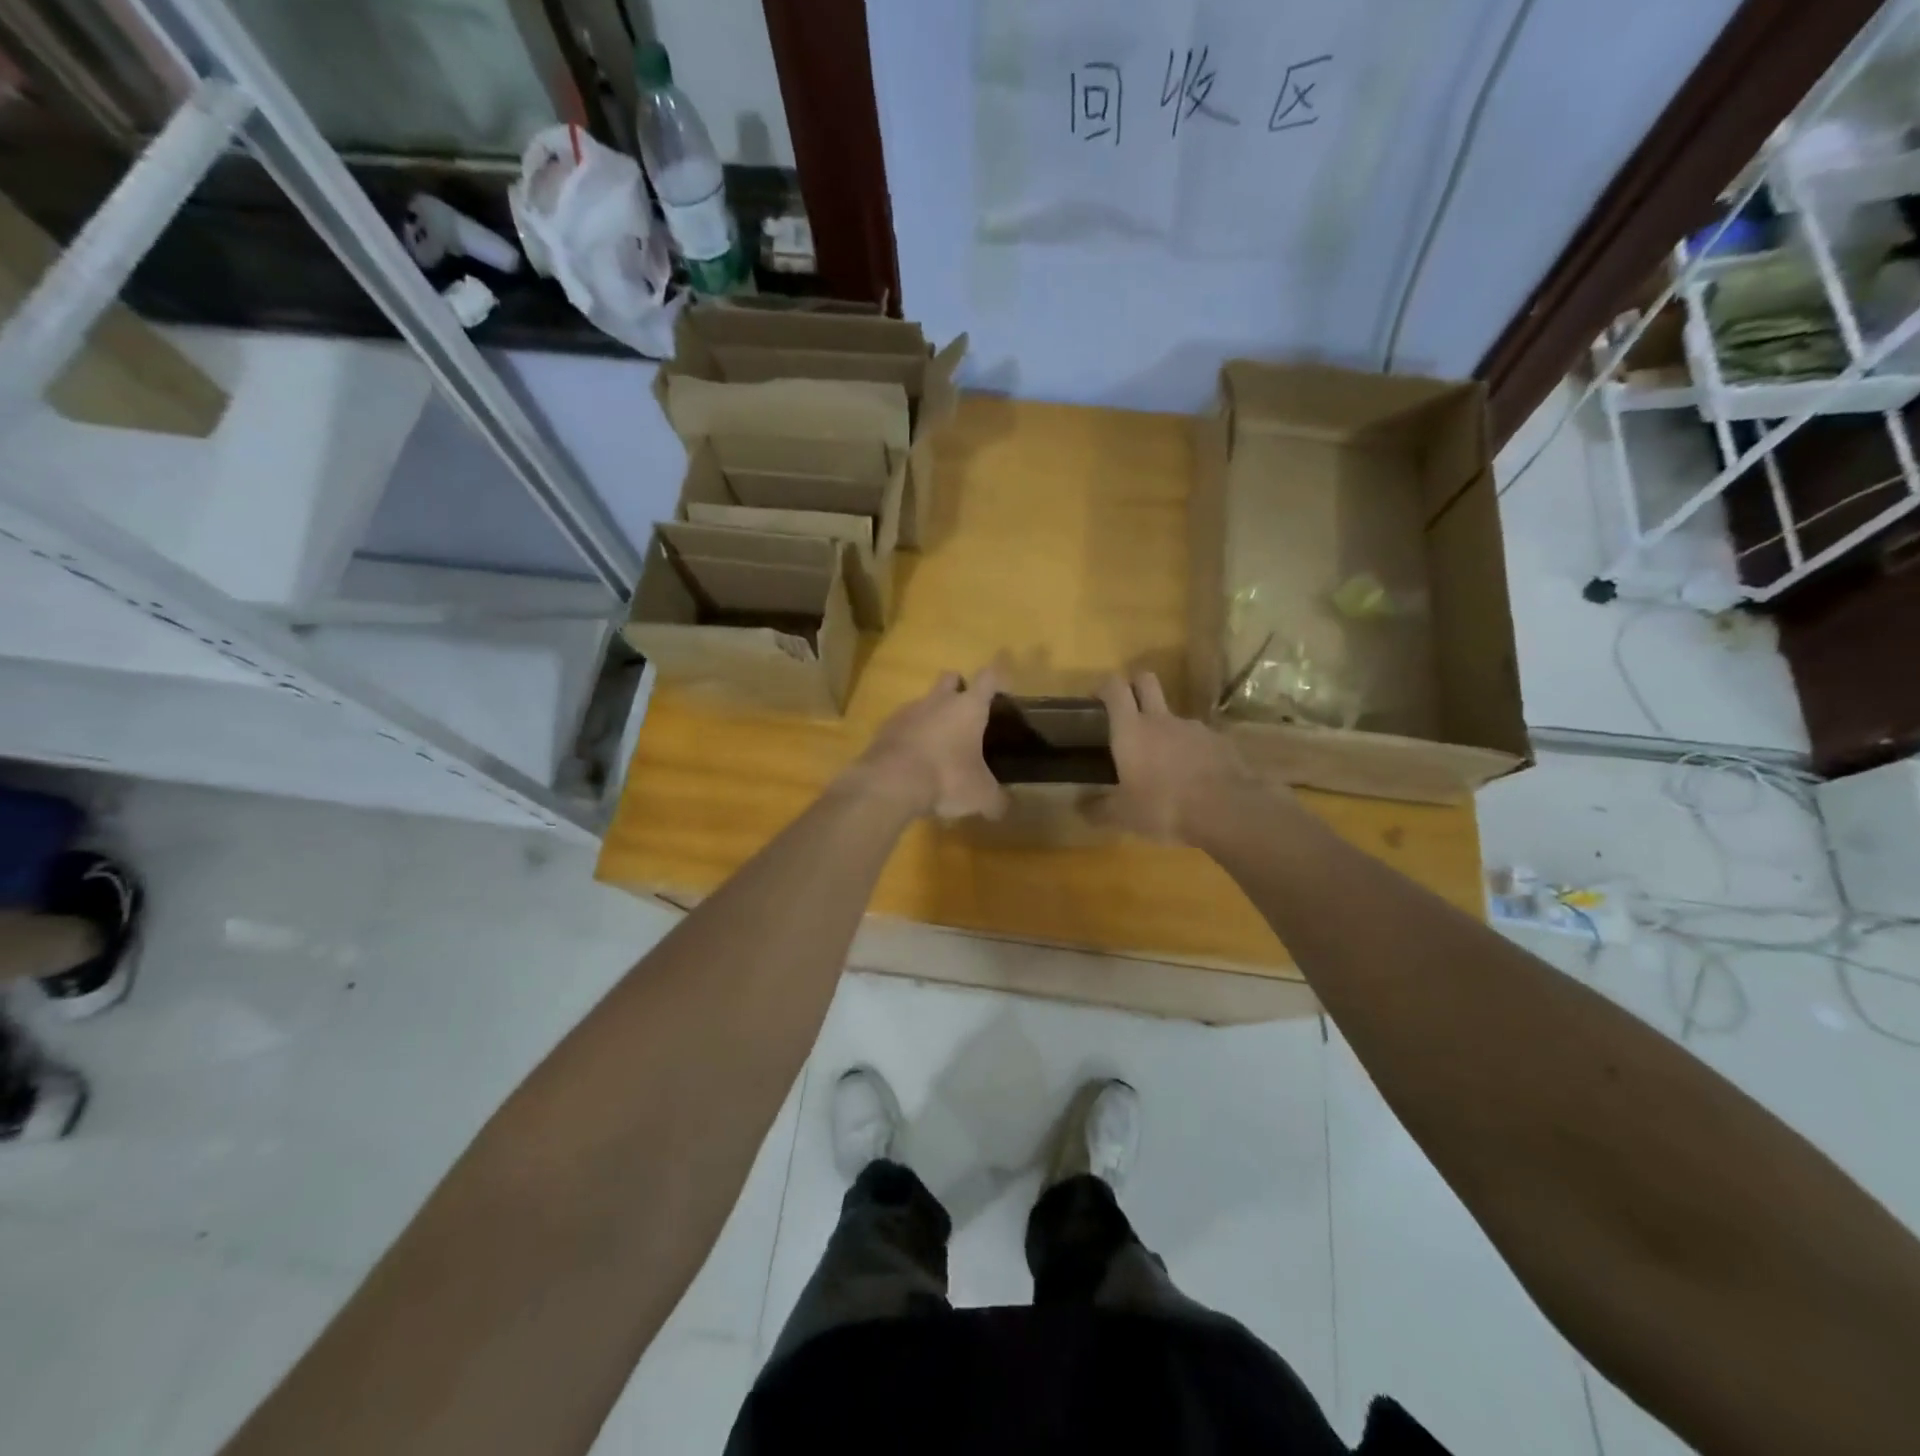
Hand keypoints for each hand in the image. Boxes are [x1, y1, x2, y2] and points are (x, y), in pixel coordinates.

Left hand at [841, 665, 1009, 820]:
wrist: (889, 782)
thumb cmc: (946, 778)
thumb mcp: (980, 795)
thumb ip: (996, 800)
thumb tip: (1003, 808)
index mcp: (969, 707)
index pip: (988, 678)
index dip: (996, 679)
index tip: (1001, 686)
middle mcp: (938, 701)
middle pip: (950, 678)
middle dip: (958, 688)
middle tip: (965, 713)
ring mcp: (908, 711)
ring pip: (924, 702)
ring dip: (932, 716)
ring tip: (938, 746)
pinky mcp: (884, 728)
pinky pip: (902, 725)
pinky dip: (910, 736)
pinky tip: (913, 760)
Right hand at [1097, 671, 1264, 842]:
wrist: (1227, 811)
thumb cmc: (1164, 807)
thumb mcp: (1123, 816)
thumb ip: (1098, 809)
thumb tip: (1079, 807)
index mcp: (1131, 730)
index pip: (1114, 688)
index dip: (1104, 687)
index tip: (1096, 700)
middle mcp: (1161, 719)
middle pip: (1146, 681)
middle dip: (1134, 686)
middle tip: (1127, 711)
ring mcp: (1194, 728)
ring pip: (1173, 716)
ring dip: (1164, 729)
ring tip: (1163, 763)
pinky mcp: (1220, 742)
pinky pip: (1198, 739)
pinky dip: (1191, 751)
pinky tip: (1193, 777)